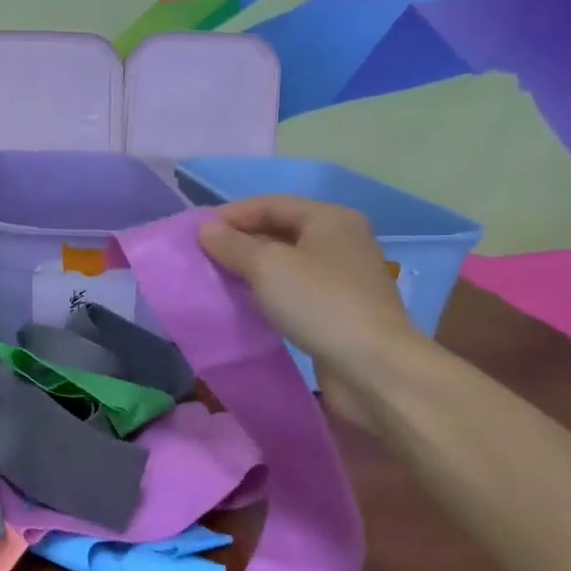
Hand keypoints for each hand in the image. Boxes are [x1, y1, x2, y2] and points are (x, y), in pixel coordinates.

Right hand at [198, 196, 430, 421]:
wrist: (374, 367)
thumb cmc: (320, 303)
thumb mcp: (267, 267)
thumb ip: (232, 245)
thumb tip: (206, 229)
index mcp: (330, 218)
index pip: (270, 203)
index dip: (231, 215)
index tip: (197, 235)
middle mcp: (341, 240)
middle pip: (280, 230)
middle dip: (241, 241)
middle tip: (204, 258)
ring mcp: (344, 276)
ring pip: (287, 262)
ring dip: (253, 268)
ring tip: (219, 279)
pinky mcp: (340, 308)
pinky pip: (296, 289)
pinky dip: (269, 291)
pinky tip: (247, 304)